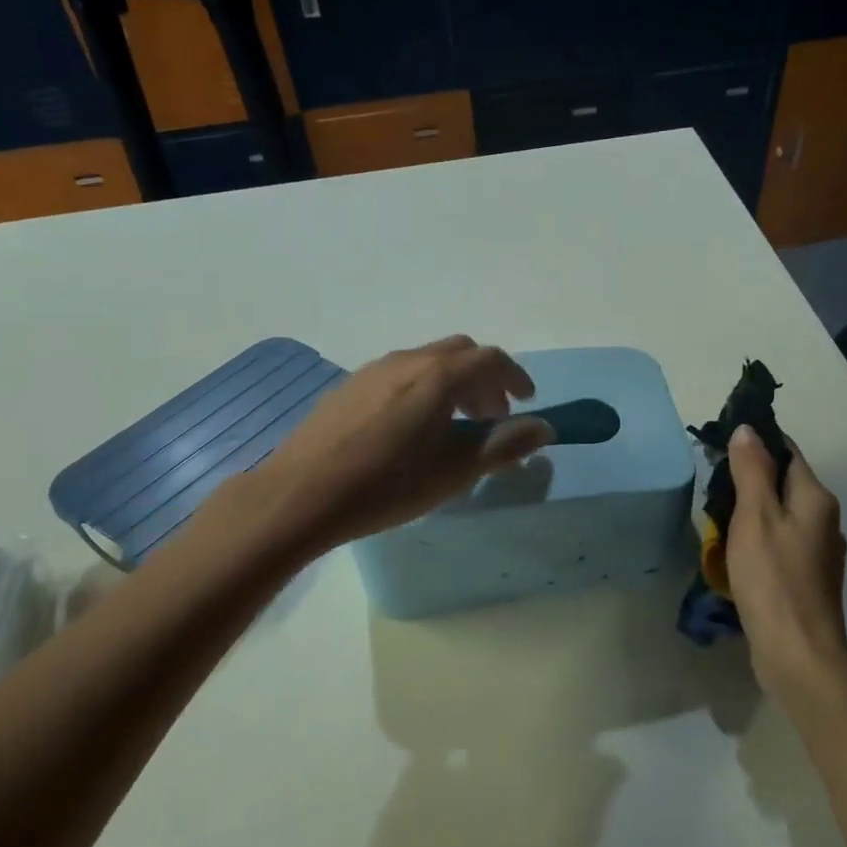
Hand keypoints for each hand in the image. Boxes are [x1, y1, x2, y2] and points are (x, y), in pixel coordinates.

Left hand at [242, 336, 553, 551]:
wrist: (301, 494)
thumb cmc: (388, 485)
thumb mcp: (455, 471)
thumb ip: (504, 445)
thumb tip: (544, 428)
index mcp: (438, 375)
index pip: (490, 359)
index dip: (515, 377)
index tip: (526, 401)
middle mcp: (406, 360)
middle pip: (459, 353)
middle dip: (483, 379)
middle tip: (491, 416)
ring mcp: (372, 370)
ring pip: (426, 362)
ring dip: (452, 383)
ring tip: (452, 425)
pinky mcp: (348, 386)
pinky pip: (398, 374)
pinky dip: (421, 388)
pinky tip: (409, 428)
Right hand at [724, 425, 846, 702]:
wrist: (797, 651)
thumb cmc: (773, 578)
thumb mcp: (755, 516)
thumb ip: (752, 470)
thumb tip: (749, 429)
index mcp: (815, 498)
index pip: (788, 451)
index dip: (757, 441)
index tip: (722, 439)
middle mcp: (824, 519)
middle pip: (785, 482)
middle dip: (750, 475)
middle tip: (711, 479)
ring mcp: (818, 551)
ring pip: (781, 513)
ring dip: (752, 507)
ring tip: (716, 512)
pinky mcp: (807, 577)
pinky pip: (780, 541)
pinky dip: (758, 536)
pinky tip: (736, 549)